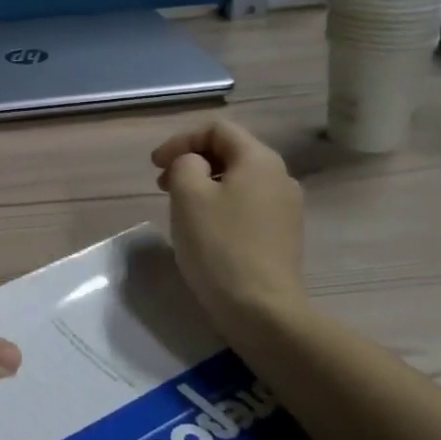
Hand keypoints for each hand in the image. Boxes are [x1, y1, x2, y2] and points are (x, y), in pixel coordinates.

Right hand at [152, 119, 307, 327]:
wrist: (261, 309)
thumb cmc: (219, 245)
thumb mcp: (187, 194)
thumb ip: (185, 164)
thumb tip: (195, 166)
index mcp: (260, 160)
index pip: (217, 130)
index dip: (181, 140)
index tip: (154, 165)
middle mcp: (280, 177)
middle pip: (230, 152)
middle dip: (192, 161)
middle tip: (162, 184)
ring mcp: (286, 208)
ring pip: (238, 180)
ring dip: (205, 184)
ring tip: (180, 207)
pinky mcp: (283, 235)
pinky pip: (247, 205)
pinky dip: (221, 205)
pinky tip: (204, 229)